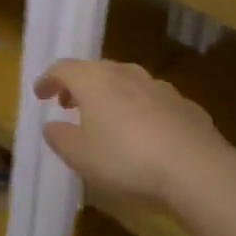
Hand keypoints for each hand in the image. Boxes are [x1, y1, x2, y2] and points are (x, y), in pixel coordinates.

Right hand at [34, 59, 235, 208]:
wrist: (196, 168)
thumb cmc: (126, 159)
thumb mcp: (81, 157)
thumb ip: (60, 138)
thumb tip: (51, 125)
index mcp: (94, 80)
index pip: (63, 68)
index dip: (48, 80)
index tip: (40, 93)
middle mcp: (125, 73)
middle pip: (95, 70)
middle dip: (78, 85)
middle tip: (68, 104)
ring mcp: (157, 86)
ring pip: (125, 81)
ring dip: (109, 95)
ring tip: (104, 118)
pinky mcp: (183, 103)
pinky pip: (150, 100)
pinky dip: (137, 109)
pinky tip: (141, 132)